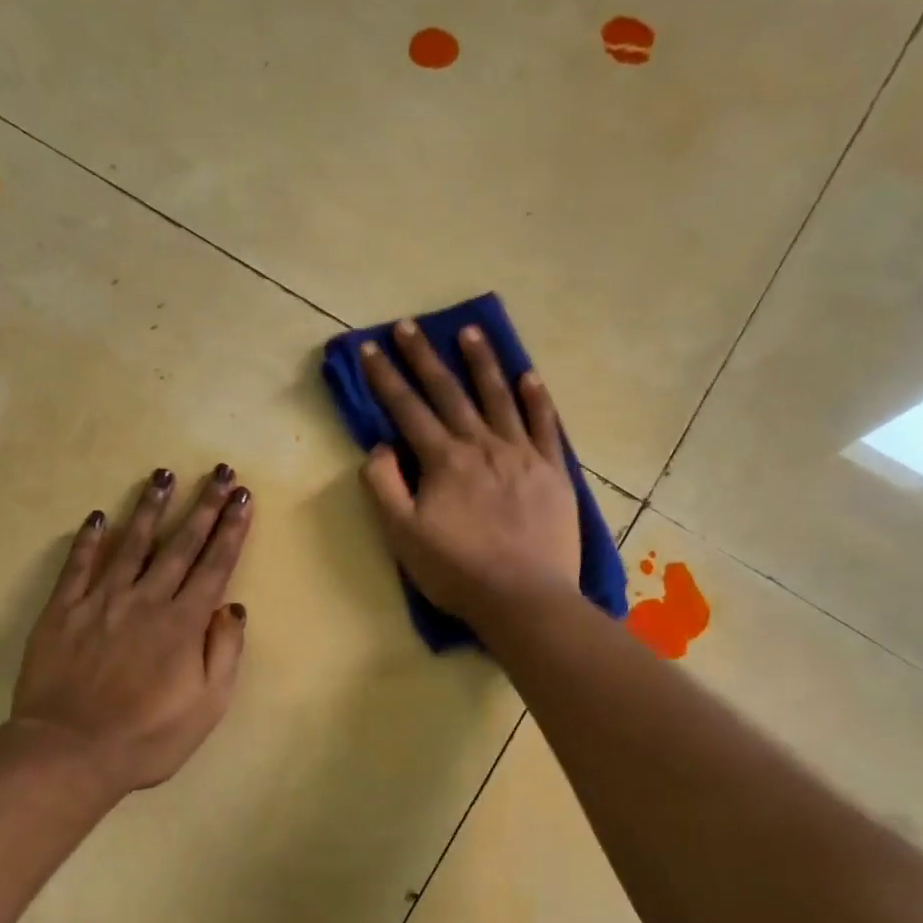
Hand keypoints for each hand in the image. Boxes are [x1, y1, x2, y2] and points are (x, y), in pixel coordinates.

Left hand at [9, 466, 252, 794]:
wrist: (69, 753)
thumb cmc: (148, 736)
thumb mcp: (207, 706)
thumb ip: (224, 653)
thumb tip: (233, 608)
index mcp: (184, 623)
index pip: (214, 565)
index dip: (231, 529)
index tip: (243, 498)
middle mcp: (147, 600)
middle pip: (181, 544)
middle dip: (204, 506)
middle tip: (219, 472)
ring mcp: (102, 601)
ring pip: (132, 544)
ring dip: (150, 507)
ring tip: (163, 474)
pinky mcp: (63, 611)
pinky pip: (78, 566)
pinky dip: (89, 540)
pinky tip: (98, 516)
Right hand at [358, 320, 580, 622]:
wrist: (524, 598)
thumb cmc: (457, 572)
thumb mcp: (403, 535)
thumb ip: (384, 486)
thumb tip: (379, 446)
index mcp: (443, 460)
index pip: (407, 409)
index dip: (384, 378)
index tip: (369, 347)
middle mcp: (481, 445)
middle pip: (449, 392)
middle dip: (424, 357)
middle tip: (408, 325)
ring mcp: (521, 454)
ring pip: (498, 397)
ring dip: (481, 363)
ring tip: (470, 331)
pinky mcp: (553, 470)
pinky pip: (545, 425)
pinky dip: (536, 399)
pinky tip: (529, 376)